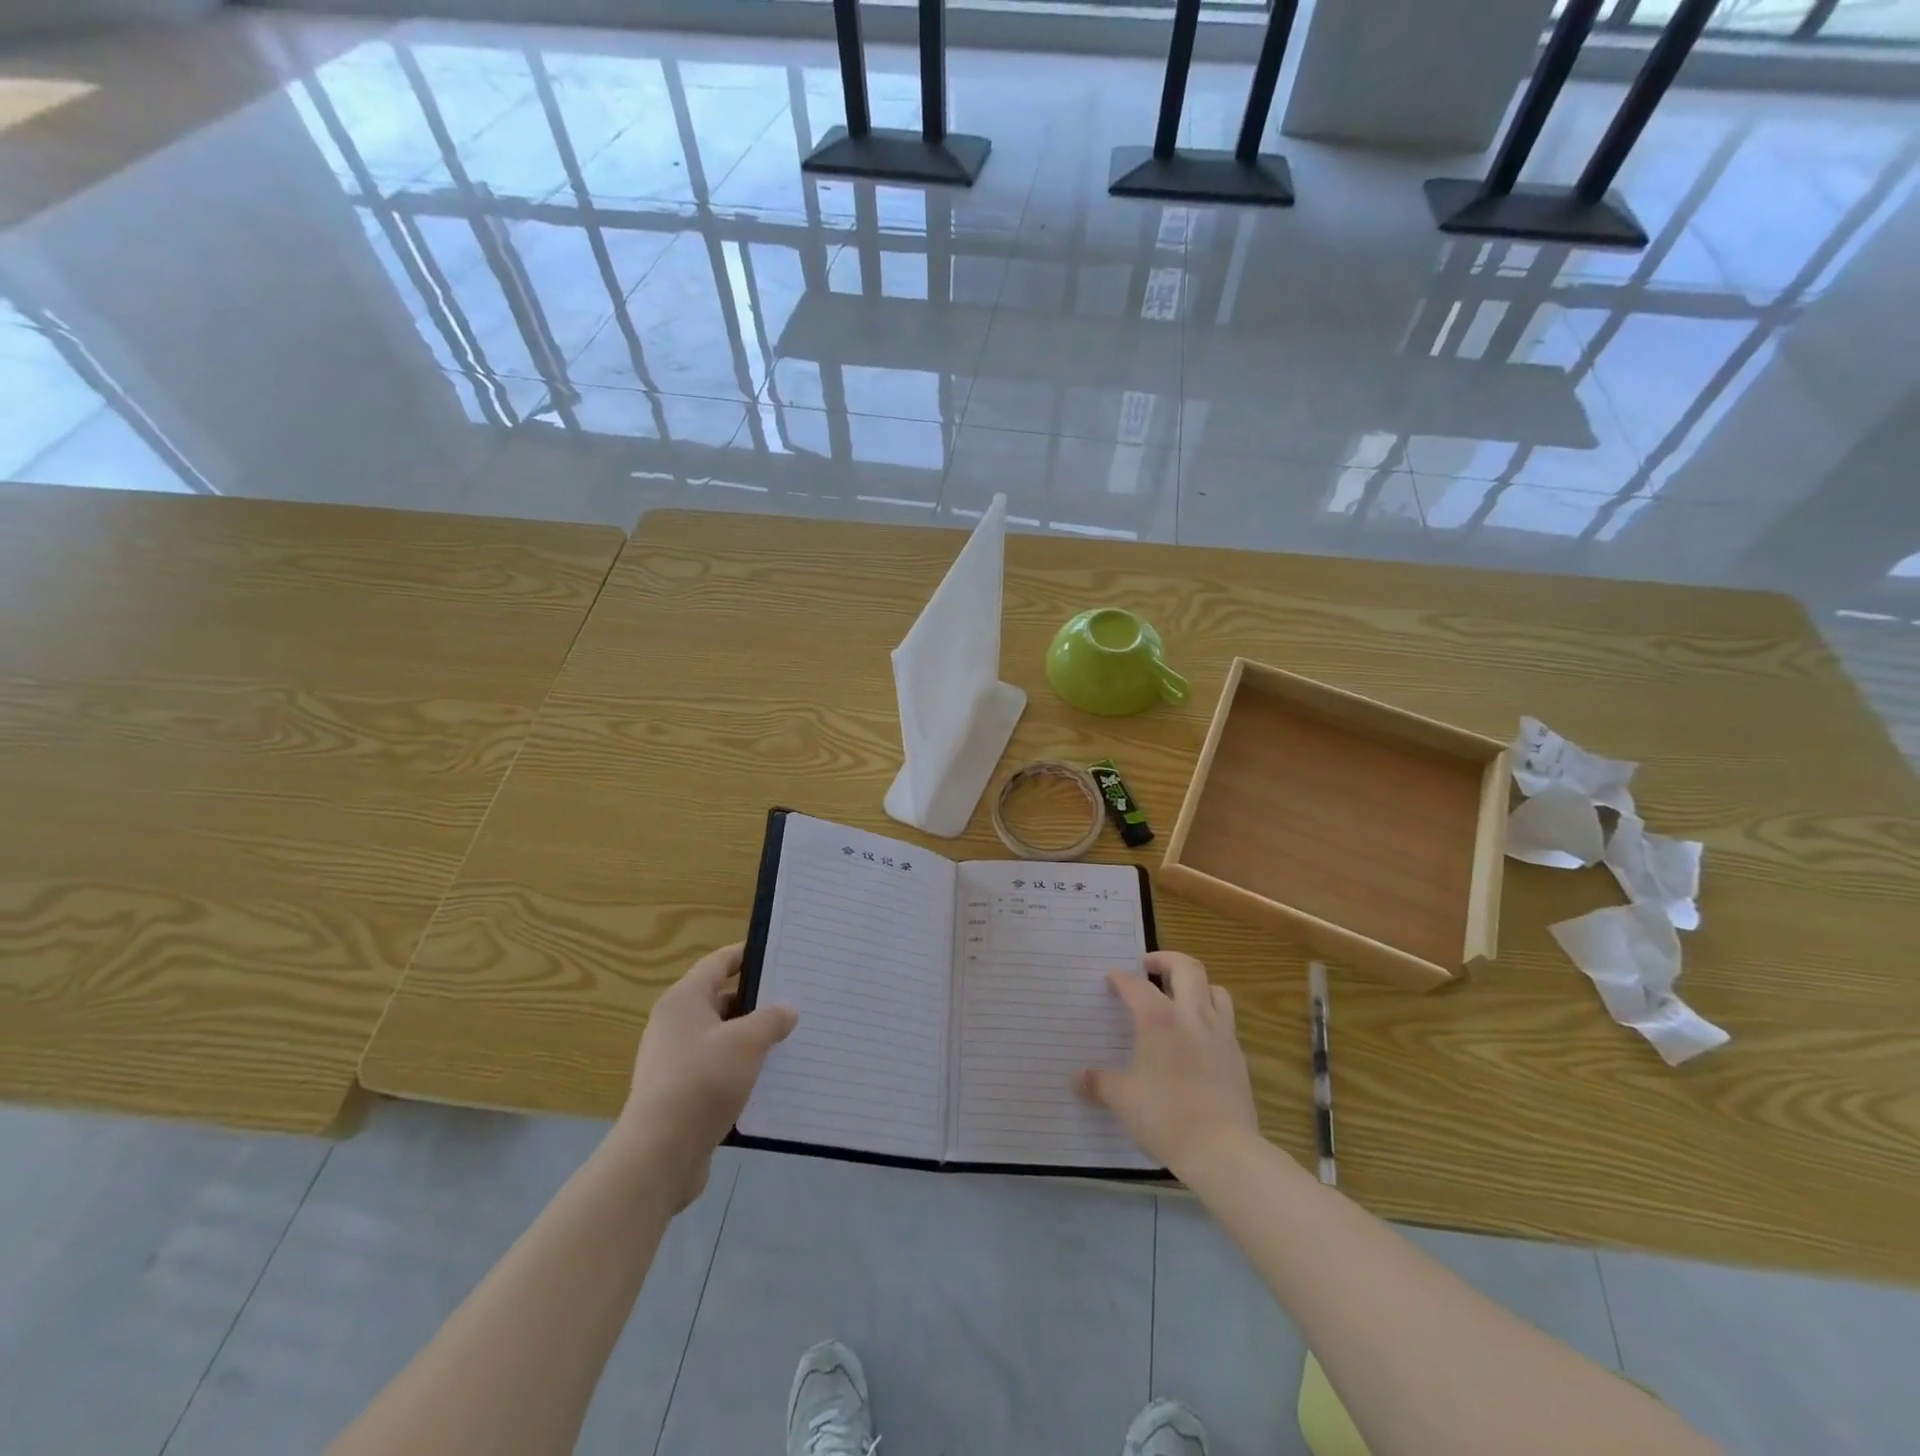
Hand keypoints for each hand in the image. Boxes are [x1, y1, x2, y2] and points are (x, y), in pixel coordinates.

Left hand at [615, 943, 797, 1209]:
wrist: (661, 1152)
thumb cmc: (704, 1080)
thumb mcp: (747, 1042)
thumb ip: (771, 1019)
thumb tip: (787, 1010)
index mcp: (684, 1000)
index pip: (717, 963)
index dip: (746, 955)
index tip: (777, 953)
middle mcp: (674, 1024)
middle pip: (720, 1000)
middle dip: (756, 1001)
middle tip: (793, 999)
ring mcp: (674, 1060)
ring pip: (720, 1037)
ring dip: (750, 1038)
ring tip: (788, 1038)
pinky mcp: (679, 1093)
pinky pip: (716, 1068)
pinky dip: (740, 1067)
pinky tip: (767, 1076)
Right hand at [1075, 950, 1258, 1177]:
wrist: (1223, 1150)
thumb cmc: (1165, 1117)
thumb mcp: (1123, 1100)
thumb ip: (1099, 1083)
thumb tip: (1076, 1079)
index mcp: (1159, 1020)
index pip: (1137, 985)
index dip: (1121, 978)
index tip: (1111, 978)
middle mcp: (1192, 1017)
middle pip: (1187, 968)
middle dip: (1166, 960)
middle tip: (1149, 966)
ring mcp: (1220, 1034)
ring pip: (1214, 989)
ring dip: (1196, 983)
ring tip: (1180, 994)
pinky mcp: (1237, 1056)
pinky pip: (1226, 1020)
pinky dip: (1210, 1014)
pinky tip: (1198, 1035)